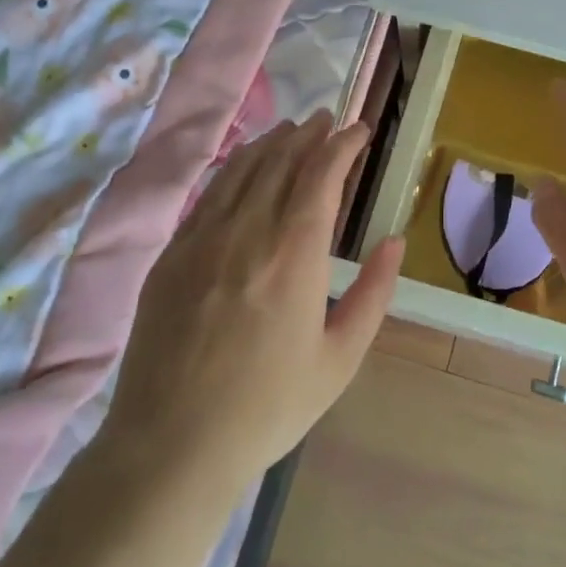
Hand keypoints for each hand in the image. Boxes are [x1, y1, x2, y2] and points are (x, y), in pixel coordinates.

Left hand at [102, 113, 401, 497]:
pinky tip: (244, 167)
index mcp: (294, 255)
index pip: (321, 174)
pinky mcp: (171, 254)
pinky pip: (209, 194)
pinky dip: (235, 168)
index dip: (343, 144)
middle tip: (329, 120)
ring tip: (292, 130)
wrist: (171, 446)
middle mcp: (247, 232)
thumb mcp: (340, 359)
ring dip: (272, 142)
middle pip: (281, 161)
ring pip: (242, 169)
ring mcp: (202, 239)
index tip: (359, 130)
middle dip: (309, 133)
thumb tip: (394, 241)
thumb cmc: (268, 407)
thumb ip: (373, 294)